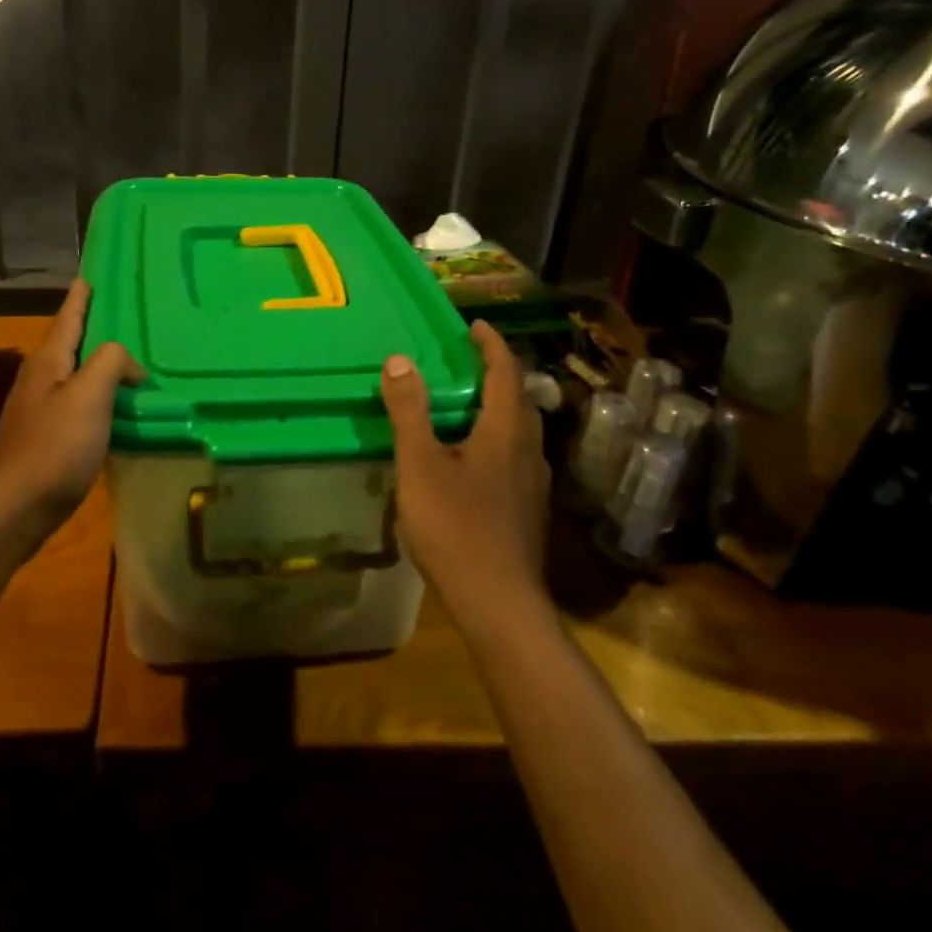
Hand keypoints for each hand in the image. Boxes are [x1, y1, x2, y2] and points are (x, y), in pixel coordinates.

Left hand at [0, 279, 140, 549]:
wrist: (14, 510)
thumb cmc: (53, 448)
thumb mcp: (88, 395)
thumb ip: (111, 362)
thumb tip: (130, 365)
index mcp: (49, 362)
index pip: (69, 317)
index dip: (81, 297)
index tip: (89, 275)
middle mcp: (41, 379)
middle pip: (71, 344)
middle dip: (94, 328)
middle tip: (126, 317)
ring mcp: (41, 410)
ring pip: (76, 375)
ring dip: (100, 366)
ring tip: (131, 362)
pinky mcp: (48, 439)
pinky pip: (80, 405)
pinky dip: (101, 398)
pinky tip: (118, 408)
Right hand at [380, 320, 551, 623]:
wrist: (499, 605)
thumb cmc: (456, 527)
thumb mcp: (420, 464)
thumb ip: (410, 411)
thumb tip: (399, 360)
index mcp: (506, 432)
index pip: (506, 374)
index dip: (492, 345)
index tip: (474, 326)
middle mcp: (529, 452)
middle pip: (519, 401)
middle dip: (496, 374)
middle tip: (466, 361)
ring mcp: (532, 485)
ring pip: (519, 432)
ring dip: (496, 408)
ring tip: (464, 404)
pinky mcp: (527, 511)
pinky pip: (514, 457)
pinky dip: (494, 439)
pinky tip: (468, 459)